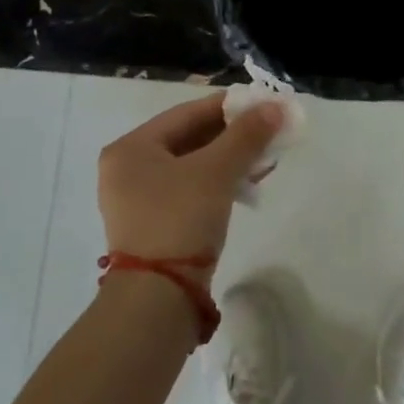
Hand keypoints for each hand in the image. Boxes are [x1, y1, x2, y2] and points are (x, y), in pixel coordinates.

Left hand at [96, 94, 283, 279]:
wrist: (157, 299)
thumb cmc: (180, 219)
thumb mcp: (217, 171)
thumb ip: (246, 135)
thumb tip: (276, 106)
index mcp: (131, 148)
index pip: (187, 113)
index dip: (229, 106)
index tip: (263, 103)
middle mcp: (127, 168)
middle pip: (189, 138)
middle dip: (233, 135)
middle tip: (269, 131)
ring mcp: (137, 199)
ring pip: (192, 165)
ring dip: (229, 160)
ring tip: (265, 159)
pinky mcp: (153, 224)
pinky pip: (189, 190)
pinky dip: (218, 183)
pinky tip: (247, 185)